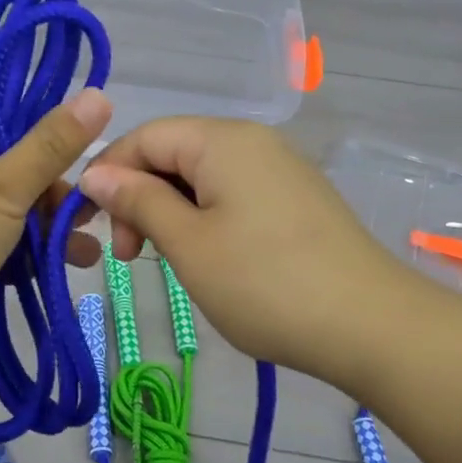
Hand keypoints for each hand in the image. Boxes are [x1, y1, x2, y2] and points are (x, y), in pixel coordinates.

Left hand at [0, 90, 113, 349]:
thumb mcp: (6, 187)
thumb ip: (53, 145)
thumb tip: (99, 93)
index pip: (15, 120)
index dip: (56, 147)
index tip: (88, 177)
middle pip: (12, 166)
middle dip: (54, 200)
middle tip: (89, 226)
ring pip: (1, 204)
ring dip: (42, 230)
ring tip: (84, 257)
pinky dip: (13, 247)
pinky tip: (48, 269)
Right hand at [78, 118, 420, 389]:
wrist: (373, 326)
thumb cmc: (265, 284)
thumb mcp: (188, 244)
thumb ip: (138, 201)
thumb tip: (96, 173)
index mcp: (222, 140)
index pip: (144, 136)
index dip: (108, 174)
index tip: (88, 225)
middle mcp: (252, 141)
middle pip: (173, 153)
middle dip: (139, 197)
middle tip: (130, 256)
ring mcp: (279, 169)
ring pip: (201, 176)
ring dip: (170, 212)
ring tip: (166, 261)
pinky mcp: (296, 199)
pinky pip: (232, 194)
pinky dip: (204, 219)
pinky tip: (206, 258)